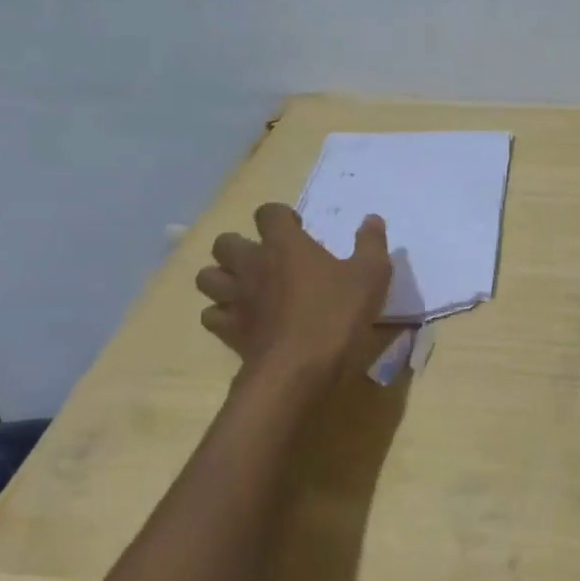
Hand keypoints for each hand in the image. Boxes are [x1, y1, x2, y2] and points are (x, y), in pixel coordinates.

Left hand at [195, 205, 391, 374]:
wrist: (300, 368)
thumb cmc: (337, 314)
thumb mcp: (371, 275)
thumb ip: (371, 244)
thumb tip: (372, 218)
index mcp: (284, 245)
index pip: (268, 213)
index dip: (280, 216)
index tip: (297, 229)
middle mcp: (251, 264)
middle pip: (225, 242)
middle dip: (241, 245)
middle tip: (266, 259)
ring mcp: (234, 298)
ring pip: (207, 277)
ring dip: (223, 277)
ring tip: (245, 286)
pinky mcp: (227, 330)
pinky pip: (211, 314)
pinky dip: (221, 313)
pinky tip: (241, 319)